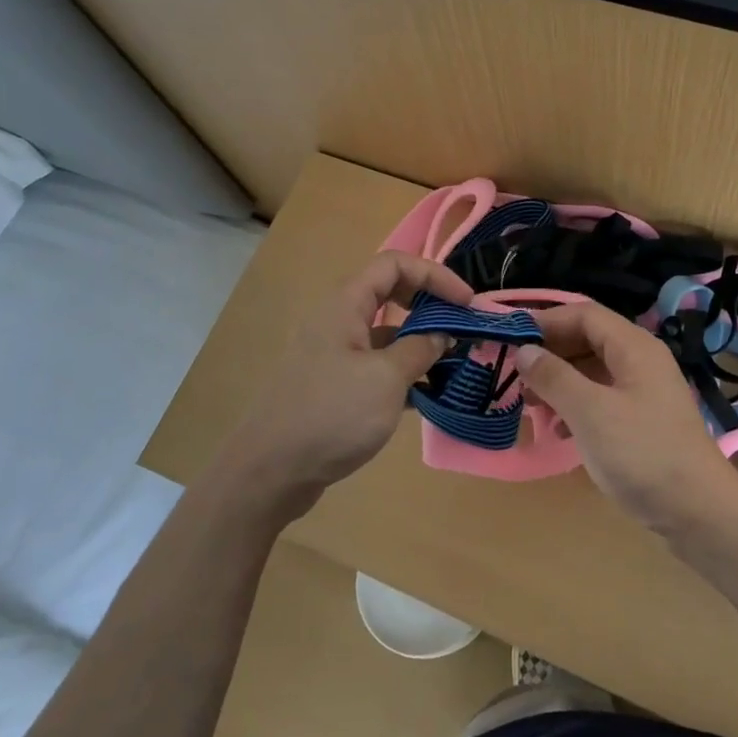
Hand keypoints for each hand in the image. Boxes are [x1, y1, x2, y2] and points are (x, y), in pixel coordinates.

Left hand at [220, 251, 472, 517]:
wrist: (270, 471)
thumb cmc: (331, 415)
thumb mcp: (386, 379)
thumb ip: (420, 350)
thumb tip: (442, 334)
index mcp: (345, 305)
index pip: (394, 264)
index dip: (435, 274)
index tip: (467, 302)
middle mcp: (338, 321)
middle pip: (390, 293)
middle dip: (429, 304)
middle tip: (461, 326)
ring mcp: (334, 354)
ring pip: (385, 333)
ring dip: (419, 342)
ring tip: (454, 364)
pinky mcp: (334, 385)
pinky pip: (376, 365)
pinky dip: (403, 372)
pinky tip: (426, 396)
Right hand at [515, 303, 737, 534]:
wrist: (699, 513)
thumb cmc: (642, 454)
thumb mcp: (590, 412)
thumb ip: (554, 377)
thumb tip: (524, 350)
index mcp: (634, 347)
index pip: (583, 314)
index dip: (545, 321)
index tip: (508, 337)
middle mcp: (640, 361)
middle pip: (587, 340)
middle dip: (549, 353)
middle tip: (513, 373)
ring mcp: (643, 392)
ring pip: (592, 371)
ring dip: (558, 382)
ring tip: (528, 404)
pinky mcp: (642, 421)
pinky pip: (601, 399)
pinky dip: (575, 406)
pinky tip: (557, 431)